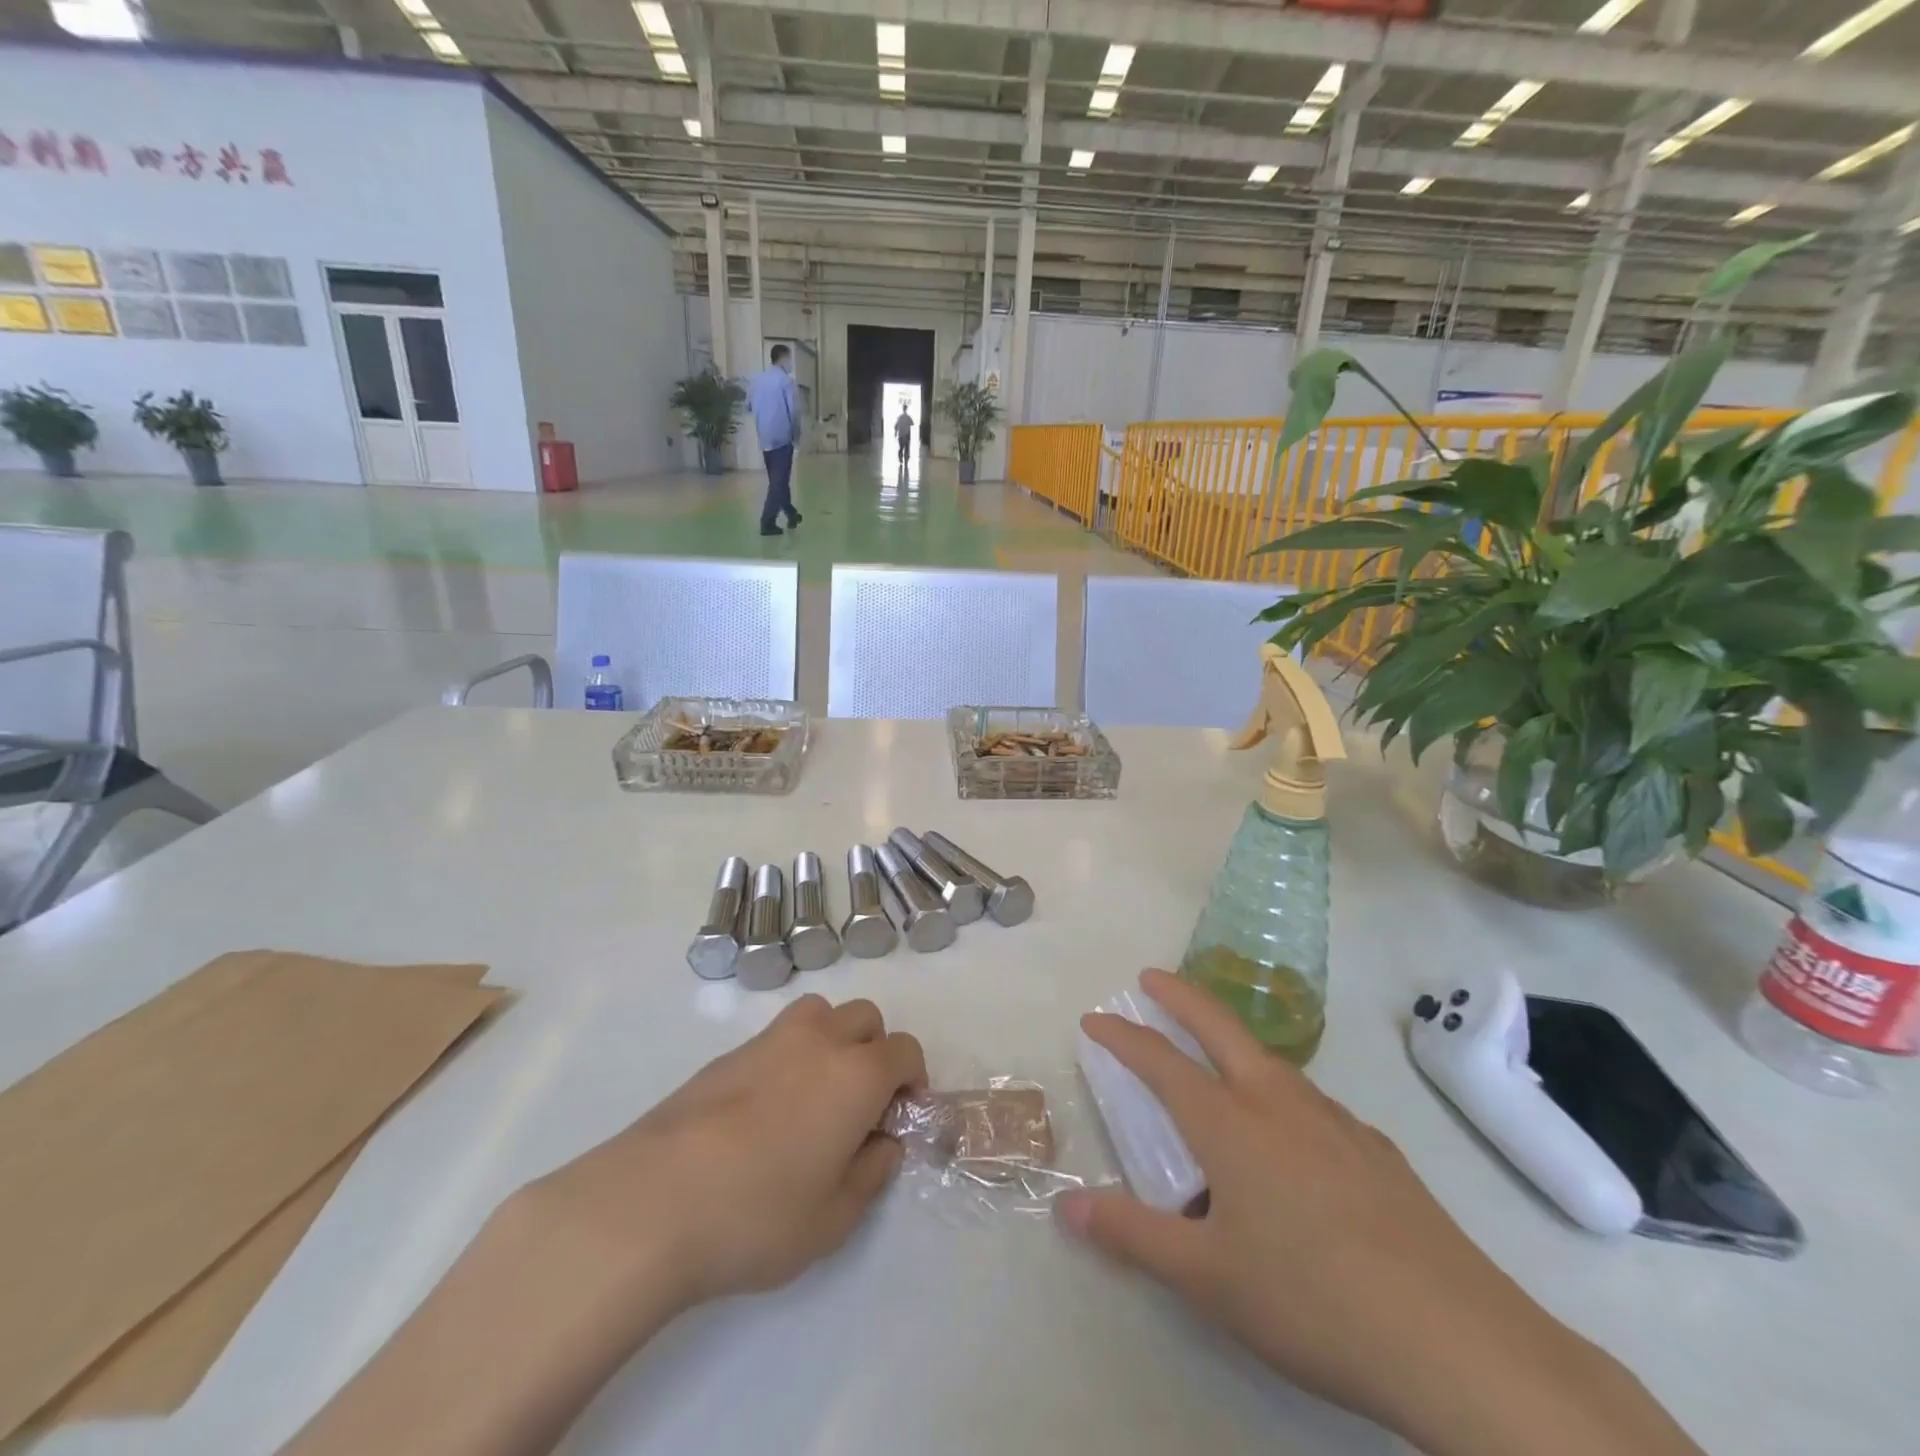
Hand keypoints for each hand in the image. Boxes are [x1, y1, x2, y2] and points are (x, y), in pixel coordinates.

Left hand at [518, 994, 925, 1317]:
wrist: (652, 1201)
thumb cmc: (756, 1215)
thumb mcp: (833, 1219)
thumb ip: (872, 1174)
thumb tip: (883, 1143)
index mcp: (856, 1074)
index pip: (905, 1050)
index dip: (913, 1080)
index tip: (899, 1118)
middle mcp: (819, 1041)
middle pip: (865, 1018)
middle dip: (875, 1051)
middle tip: (859, 1105)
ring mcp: (769, 1040)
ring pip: (820, 1013)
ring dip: (832, 1039)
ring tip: (814, 1094)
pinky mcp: (728, 1054)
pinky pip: (777, 1036)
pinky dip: (789, 1056)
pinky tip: (764, 1110)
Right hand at [1057, 970, 1701, 1455]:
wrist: (1459, 1342)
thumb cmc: (1312, 1302)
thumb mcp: (1207, 1279)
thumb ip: (1132, 1236)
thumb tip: (1065, 1207)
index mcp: (1229, 1123)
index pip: (1160, 1061)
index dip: (1123, 1036)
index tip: (1095, 1018)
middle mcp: (1277, 1102)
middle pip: (1218, 1025)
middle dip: (1179, 995)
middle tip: (1151, 977)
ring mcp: (1334, 1119)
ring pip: (1269, 1060)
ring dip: (1231, 1041)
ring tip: (1216, 1060)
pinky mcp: (1377, 1148)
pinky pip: (1310, 1102)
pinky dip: (1279, 1092)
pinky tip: (1293, 1136)